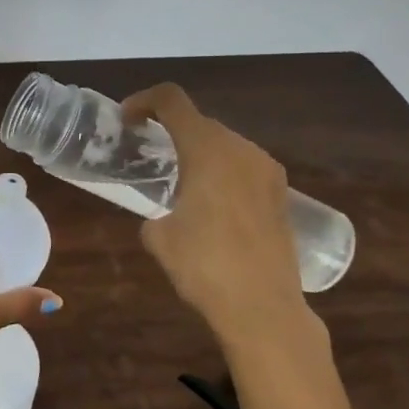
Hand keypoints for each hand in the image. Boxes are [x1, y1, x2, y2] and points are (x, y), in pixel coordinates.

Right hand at [123, 84, 327, 362]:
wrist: (263, 308)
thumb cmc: (204, 266)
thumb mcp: (159, 237)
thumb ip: (155, 212)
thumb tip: (164, 216)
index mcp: (207, 149)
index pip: (172, 100)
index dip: (143, 101)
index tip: (127, 119)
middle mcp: (241, 149)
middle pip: (200, 121)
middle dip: (171, 130)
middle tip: (149, 153)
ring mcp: (267, 171)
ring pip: (225, 144)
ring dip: (200, 152)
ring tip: (180, 182)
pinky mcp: (281, 194)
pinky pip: (244, 167)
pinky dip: (222, 172)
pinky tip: (212, 205)